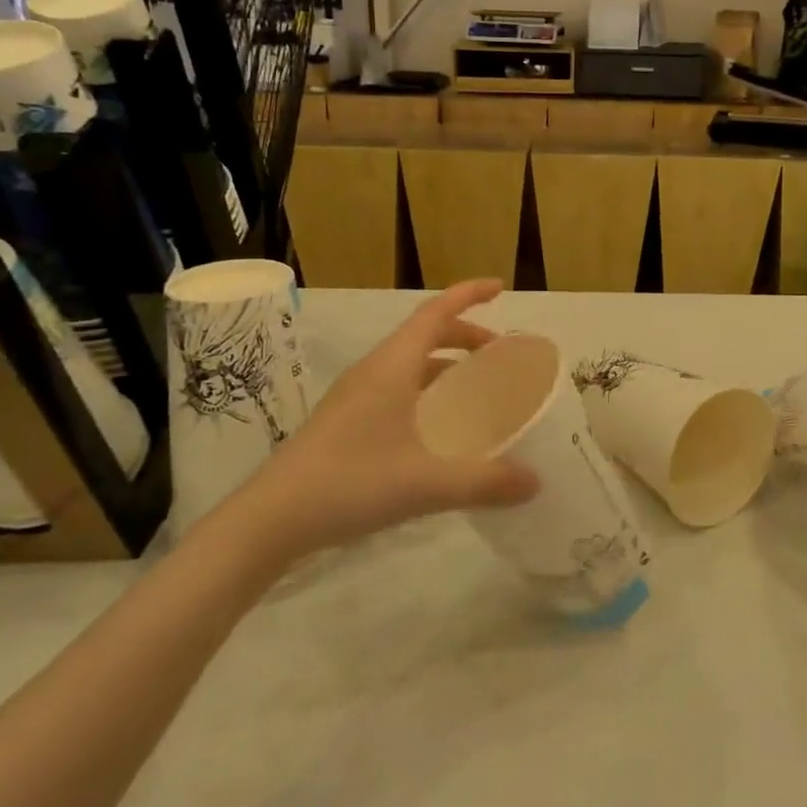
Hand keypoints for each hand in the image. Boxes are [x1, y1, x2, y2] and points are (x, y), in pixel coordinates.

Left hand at [235, 279, 538, 553]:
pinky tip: (437, 426)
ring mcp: (356, 395)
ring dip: (444, 362)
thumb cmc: (350, 482)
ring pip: (409, 362)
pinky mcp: (346, 419)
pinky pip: (396, 386)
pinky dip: (425, 388)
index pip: (436, 312)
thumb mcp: (426, 483)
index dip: (469, 295)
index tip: (500, 288)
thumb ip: (485, 482)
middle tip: (498, 354)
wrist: (272, 518)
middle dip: (465, 334)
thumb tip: (535, 482)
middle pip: (425, 334)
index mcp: (393, 366)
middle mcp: (374, 370)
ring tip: (474, 386)